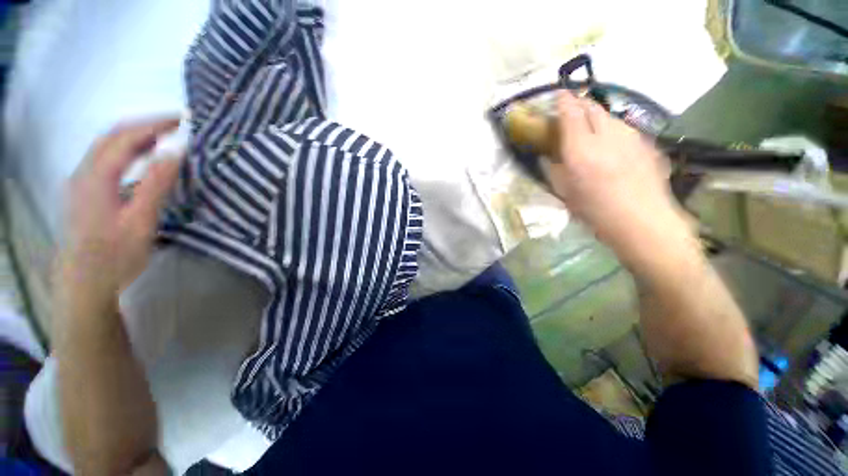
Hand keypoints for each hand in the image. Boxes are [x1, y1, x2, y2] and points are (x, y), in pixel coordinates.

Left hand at [58, 117, 180, 305]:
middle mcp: (84, 171)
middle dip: (144, 124)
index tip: (182, 120)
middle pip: (112, 135)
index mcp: (96, 177)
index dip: (153, 124)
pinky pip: (105, 158)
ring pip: (107, 145)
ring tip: (163, 136)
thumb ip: (156, 184)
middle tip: (175, 124)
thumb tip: (174, 151)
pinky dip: (126, 149)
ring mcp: (81, 181)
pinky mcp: (84, 190)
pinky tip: (141, 157)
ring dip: (135, 135)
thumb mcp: (141, 221)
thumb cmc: (115, 255)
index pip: (125, 137)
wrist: (84, 282)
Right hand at [543, 92, 687, 257]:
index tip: (557, 95)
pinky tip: (610, 141)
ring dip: (596, 115)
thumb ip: (554, 170)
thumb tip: (549, 156)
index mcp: (581, 150)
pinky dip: (611, 127)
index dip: (562, 101)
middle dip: (579, 103)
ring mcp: (630, 136)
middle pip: (591, 107)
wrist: (643, 221)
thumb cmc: (596, 211)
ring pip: (609, 115)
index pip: (570, 113)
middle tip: (570, 107)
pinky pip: (623, 127)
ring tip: (589, 124)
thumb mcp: (565, 193)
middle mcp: (606, 135)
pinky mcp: (645, 142)